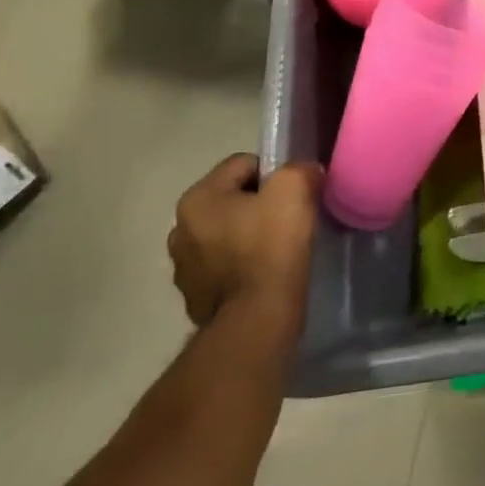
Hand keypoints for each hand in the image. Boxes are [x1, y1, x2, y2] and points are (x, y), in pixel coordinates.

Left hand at [167, 156, 321, 329]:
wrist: (257, 321)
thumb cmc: (271, 246)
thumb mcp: (294, 187)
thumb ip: (299, 168)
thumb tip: (304, 173)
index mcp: (196, 199)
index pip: (243, 164)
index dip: (275, 173)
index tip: (294, 194)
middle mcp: (179, 230)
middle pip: (233, 199)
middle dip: (259, 205)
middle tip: (288, 219)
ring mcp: (184, 269)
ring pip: (227, 234)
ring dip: (249, 236)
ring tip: (278, 249)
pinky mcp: (195, 300)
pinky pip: (225, 267)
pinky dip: (243, 266)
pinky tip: (264, 274)